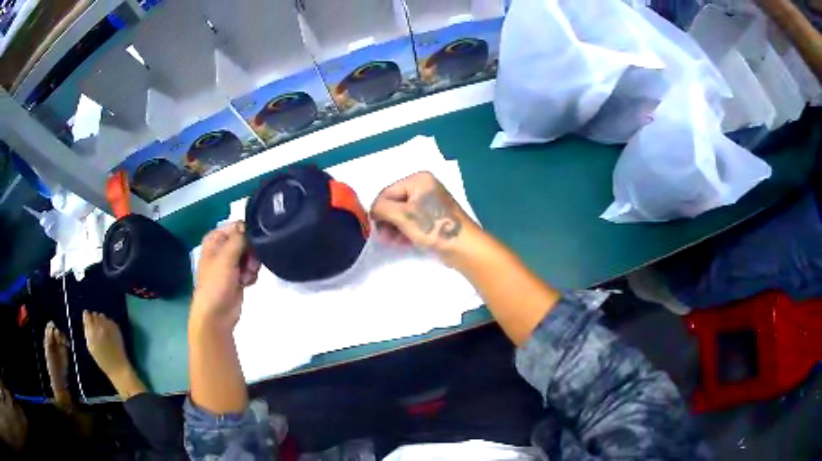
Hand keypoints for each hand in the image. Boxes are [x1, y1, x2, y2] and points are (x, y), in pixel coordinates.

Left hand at [191, 221, 260, 330]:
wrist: (215, 314)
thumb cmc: (216, 283)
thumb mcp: (227, 257)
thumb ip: (240, 238)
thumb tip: (251, 226)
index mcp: (215, 239)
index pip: (239, 226)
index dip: (248, 236)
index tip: (251, 247)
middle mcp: (222, 248)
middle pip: (247, 241)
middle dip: (251, 254)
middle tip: (248, 266)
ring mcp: (230, 263)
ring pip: (251, 255)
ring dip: (252, 266)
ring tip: (245, 277)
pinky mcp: (238, 276)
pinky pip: (251, 268)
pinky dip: (251, 275)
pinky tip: (246, 283)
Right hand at [370, 172, 477, 257]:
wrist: (464, 247)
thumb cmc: (433, 227)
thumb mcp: (403, 216)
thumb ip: (382, 209)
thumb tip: (372, 210)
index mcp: (418, 179)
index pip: (387, 192)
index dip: (378, 210)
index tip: (376, 229)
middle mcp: (425, 187)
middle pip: (394, 202)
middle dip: (387, 220)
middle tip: (384, 238)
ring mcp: (430, 203)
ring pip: (402, 214)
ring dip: (394, 228)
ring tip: (393, 242)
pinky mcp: (434, 218)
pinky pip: (413, 221)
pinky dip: (405, 231)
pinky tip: (403, 243)